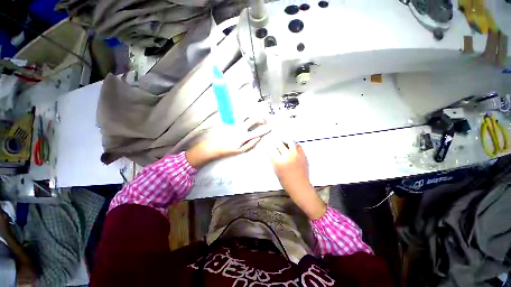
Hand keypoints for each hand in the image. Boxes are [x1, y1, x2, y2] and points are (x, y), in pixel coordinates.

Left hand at [186, 118, 270, 168]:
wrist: (212, 146)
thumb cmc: (227, 150)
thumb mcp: (241, 150)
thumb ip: (251, 144)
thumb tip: (259, 138)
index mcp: (243, 136)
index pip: (258, 131)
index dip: (265, 129)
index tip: (270, 127)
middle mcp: (240, 127)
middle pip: (253, 119)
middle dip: (261, 118)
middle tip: (264, 120)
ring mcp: (234, 123)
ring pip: (246, 114)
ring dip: (253, 114)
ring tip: (257, 117)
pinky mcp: (230, 121)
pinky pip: (239, 115)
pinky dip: (245, 114)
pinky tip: (247, 116)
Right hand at [267, 139, 325, 219]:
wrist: (300, 186)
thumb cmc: (285, 181)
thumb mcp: (276, 170)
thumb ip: (273, 160)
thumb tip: (271, 151)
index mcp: (279, 161)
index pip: (271, 149)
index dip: (269, 146)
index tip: (268, 144)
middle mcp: (287, 156)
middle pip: (279, 143)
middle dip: (275, 142)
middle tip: (275, 142)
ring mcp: (296, 154)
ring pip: (290, 141)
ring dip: (285, 141)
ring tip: (285, 143)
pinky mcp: (303, 155)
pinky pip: (298, 145)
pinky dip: (294, 146)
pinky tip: (292, 149)